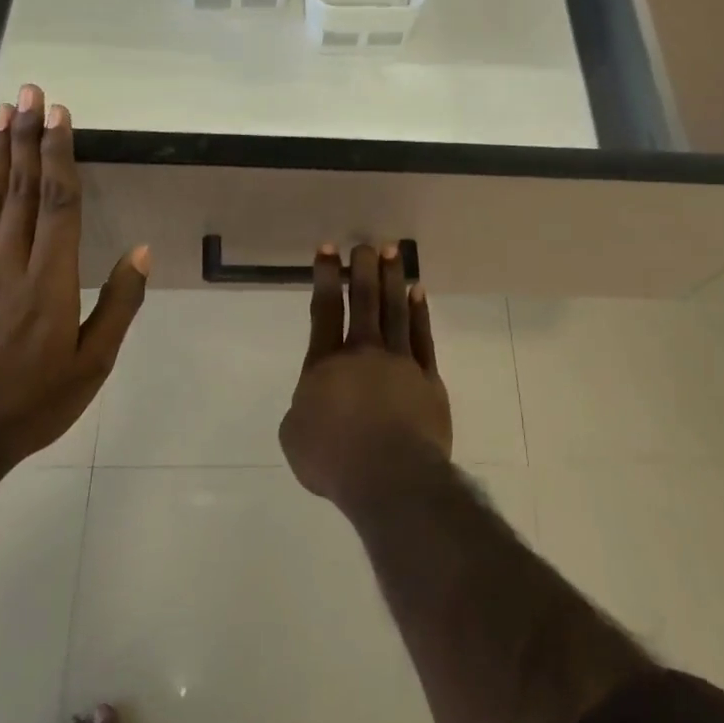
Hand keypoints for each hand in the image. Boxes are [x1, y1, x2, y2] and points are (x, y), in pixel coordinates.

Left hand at [0, 83, 148, 468]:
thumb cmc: (33, 404)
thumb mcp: (93, 364)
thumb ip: (118, 304)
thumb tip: (140, 252)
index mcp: (50, 281)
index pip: (58, 203)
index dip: (59, 154)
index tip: (58, 115)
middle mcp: (8, 264)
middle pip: (21, 190)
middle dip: (26, 137)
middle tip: (28, 92)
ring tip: (0, 112)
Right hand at [279, 242, 450, 507]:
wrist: (391, 477)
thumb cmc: (335, 460)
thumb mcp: (295, 437)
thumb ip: (301, 409)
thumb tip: (314, 400)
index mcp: (325, 364)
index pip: (325, 310)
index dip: (326, 276)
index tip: (329, 250)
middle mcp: (363, 353)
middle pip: (364, 301)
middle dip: (363, 269)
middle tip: (365, 244)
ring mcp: (400, 362)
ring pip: (395, 310)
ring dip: (393, 278)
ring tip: (392, 252)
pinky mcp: (428, 378)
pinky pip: (422, 336)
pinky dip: (419, 312)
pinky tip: (417, 292)